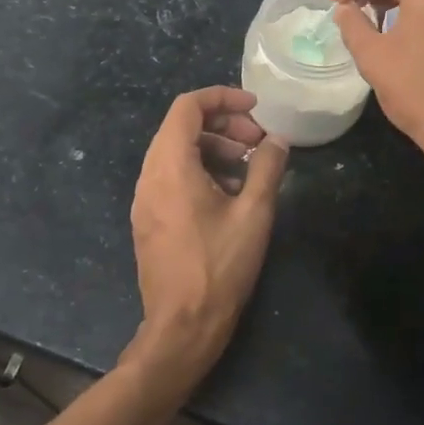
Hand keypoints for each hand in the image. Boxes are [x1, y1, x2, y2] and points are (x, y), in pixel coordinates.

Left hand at [128, 87, 288, 376]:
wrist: (182, 327)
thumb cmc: (219, 267)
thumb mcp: (254, 213)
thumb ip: (267, 168)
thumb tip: (278, 140)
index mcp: (170, 165)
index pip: (188, 107)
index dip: (222, 97)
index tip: (255, 108)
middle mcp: (149, 175)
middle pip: (181, 127)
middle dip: (223, 124)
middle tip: (258, 142)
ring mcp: (145, 199)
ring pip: (176, 153)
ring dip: (213, 148)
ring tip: (248, 168)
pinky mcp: (148, 219)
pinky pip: (171, 177)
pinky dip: (200, 170)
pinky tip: (229, 195)